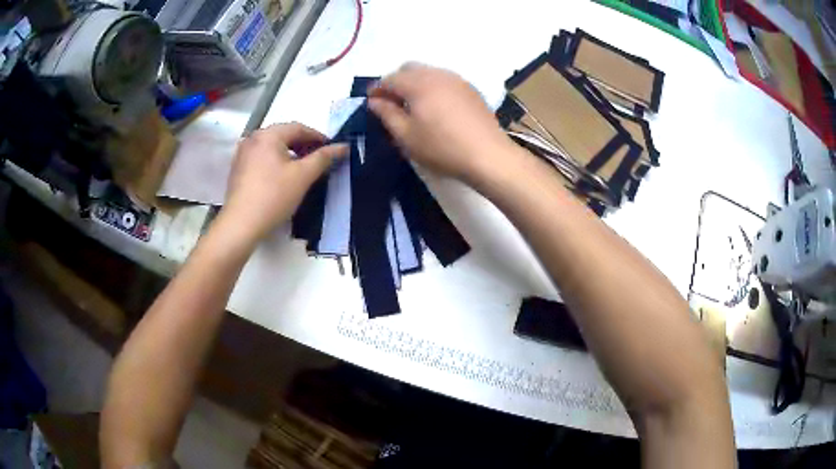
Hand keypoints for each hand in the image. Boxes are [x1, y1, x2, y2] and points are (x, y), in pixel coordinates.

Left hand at [220, 123, 347, 241]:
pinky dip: (276, 162)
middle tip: (320, 159)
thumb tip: (343, 146)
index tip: (332, 149)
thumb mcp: (303, 176)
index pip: (299, 128)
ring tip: (304, 168)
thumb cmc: (273, 196)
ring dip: (290, 154)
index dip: (318, 137)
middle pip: (284, 135)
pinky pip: (262, 158)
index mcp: (268, 134)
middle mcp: (253, 138)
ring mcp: (242, 154)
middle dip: (304, 145)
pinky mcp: (238, 169)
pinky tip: (283, 176)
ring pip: (272, 147)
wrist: (241, 224)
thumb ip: (324, 158)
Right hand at [368, 63, 515, 181]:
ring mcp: (457, 79)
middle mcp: (437, 74)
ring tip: (412, 104)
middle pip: (409, 69)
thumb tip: (374, 101)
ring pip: (428, 72)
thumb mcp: (406, 136)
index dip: (377, 89)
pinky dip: (432, 86)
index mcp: (418, 83)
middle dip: (395, 81)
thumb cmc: (442, 148)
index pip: (390, 78)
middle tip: (390, 102)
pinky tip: (434, 106)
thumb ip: (387, 114)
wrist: (488, 155)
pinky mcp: (470, 89)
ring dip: (414, 82)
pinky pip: (444, 79)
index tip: (370, 102)